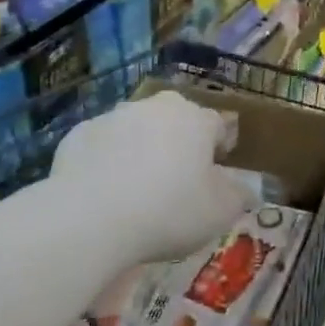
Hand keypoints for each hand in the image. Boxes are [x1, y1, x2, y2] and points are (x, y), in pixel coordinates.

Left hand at [53, 91, 257, 262]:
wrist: (90, 218)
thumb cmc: (168, 212)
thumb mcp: (220, 213)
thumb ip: (238, 196)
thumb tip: (245, 189)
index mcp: (195, 119)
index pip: (217, 126)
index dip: (219, 149)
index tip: (214, 175)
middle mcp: (156, 107)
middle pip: (175, 121)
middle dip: (178, 144)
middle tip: (175, 182)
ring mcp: (114, 116)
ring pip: (136, 130)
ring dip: (141, 150)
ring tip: (136, 192)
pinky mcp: (79, 134)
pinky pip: (102, 146)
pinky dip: (106, 162)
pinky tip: (103, 194)